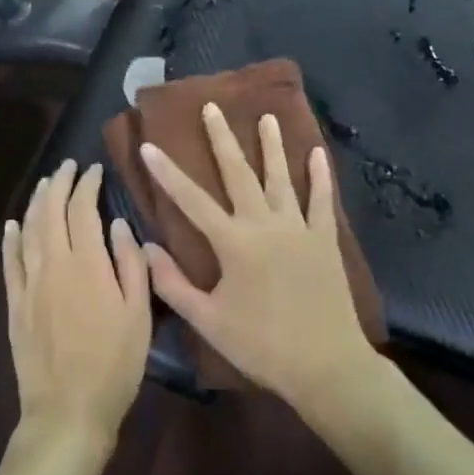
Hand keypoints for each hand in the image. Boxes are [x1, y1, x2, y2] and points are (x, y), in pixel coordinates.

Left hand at [3, 159, 152, 451]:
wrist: (68, 411)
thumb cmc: (114, 364)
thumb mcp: (139, 315)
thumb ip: (130, 265)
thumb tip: (119, 224)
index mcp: (87, 263)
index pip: (83, 209)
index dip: (88, 185)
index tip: (95, 170)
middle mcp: (54, 263)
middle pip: (52, 211)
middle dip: (60, 184)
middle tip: (68, 167)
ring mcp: (30, 283)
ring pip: (29, 230)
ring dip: (37, 202)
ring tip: (45, 184)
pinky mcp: (15, 304)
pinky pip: (10, 262)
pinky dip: (11, 239)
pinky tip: (13, 225)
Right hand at [141, 102, 378, 415]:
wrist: (327, 367)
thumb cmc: (262, 346)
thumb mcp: (208, 321)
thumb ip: (173, 284)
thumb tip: (147, 247)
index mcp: (233, 243)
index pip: (191, 200)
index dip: (167, 172)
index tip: (149, 145)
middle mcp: (264, 224)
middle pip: (239, 173)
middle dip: (222, 139)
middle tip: (212, 107)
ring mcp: (298, 228)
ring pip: (281, 177)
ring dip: (272, 145)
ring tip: (266, 116)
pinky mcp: (324, 239)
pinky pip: (322, 200)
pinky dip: (319, 176)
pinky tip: (316, 153)